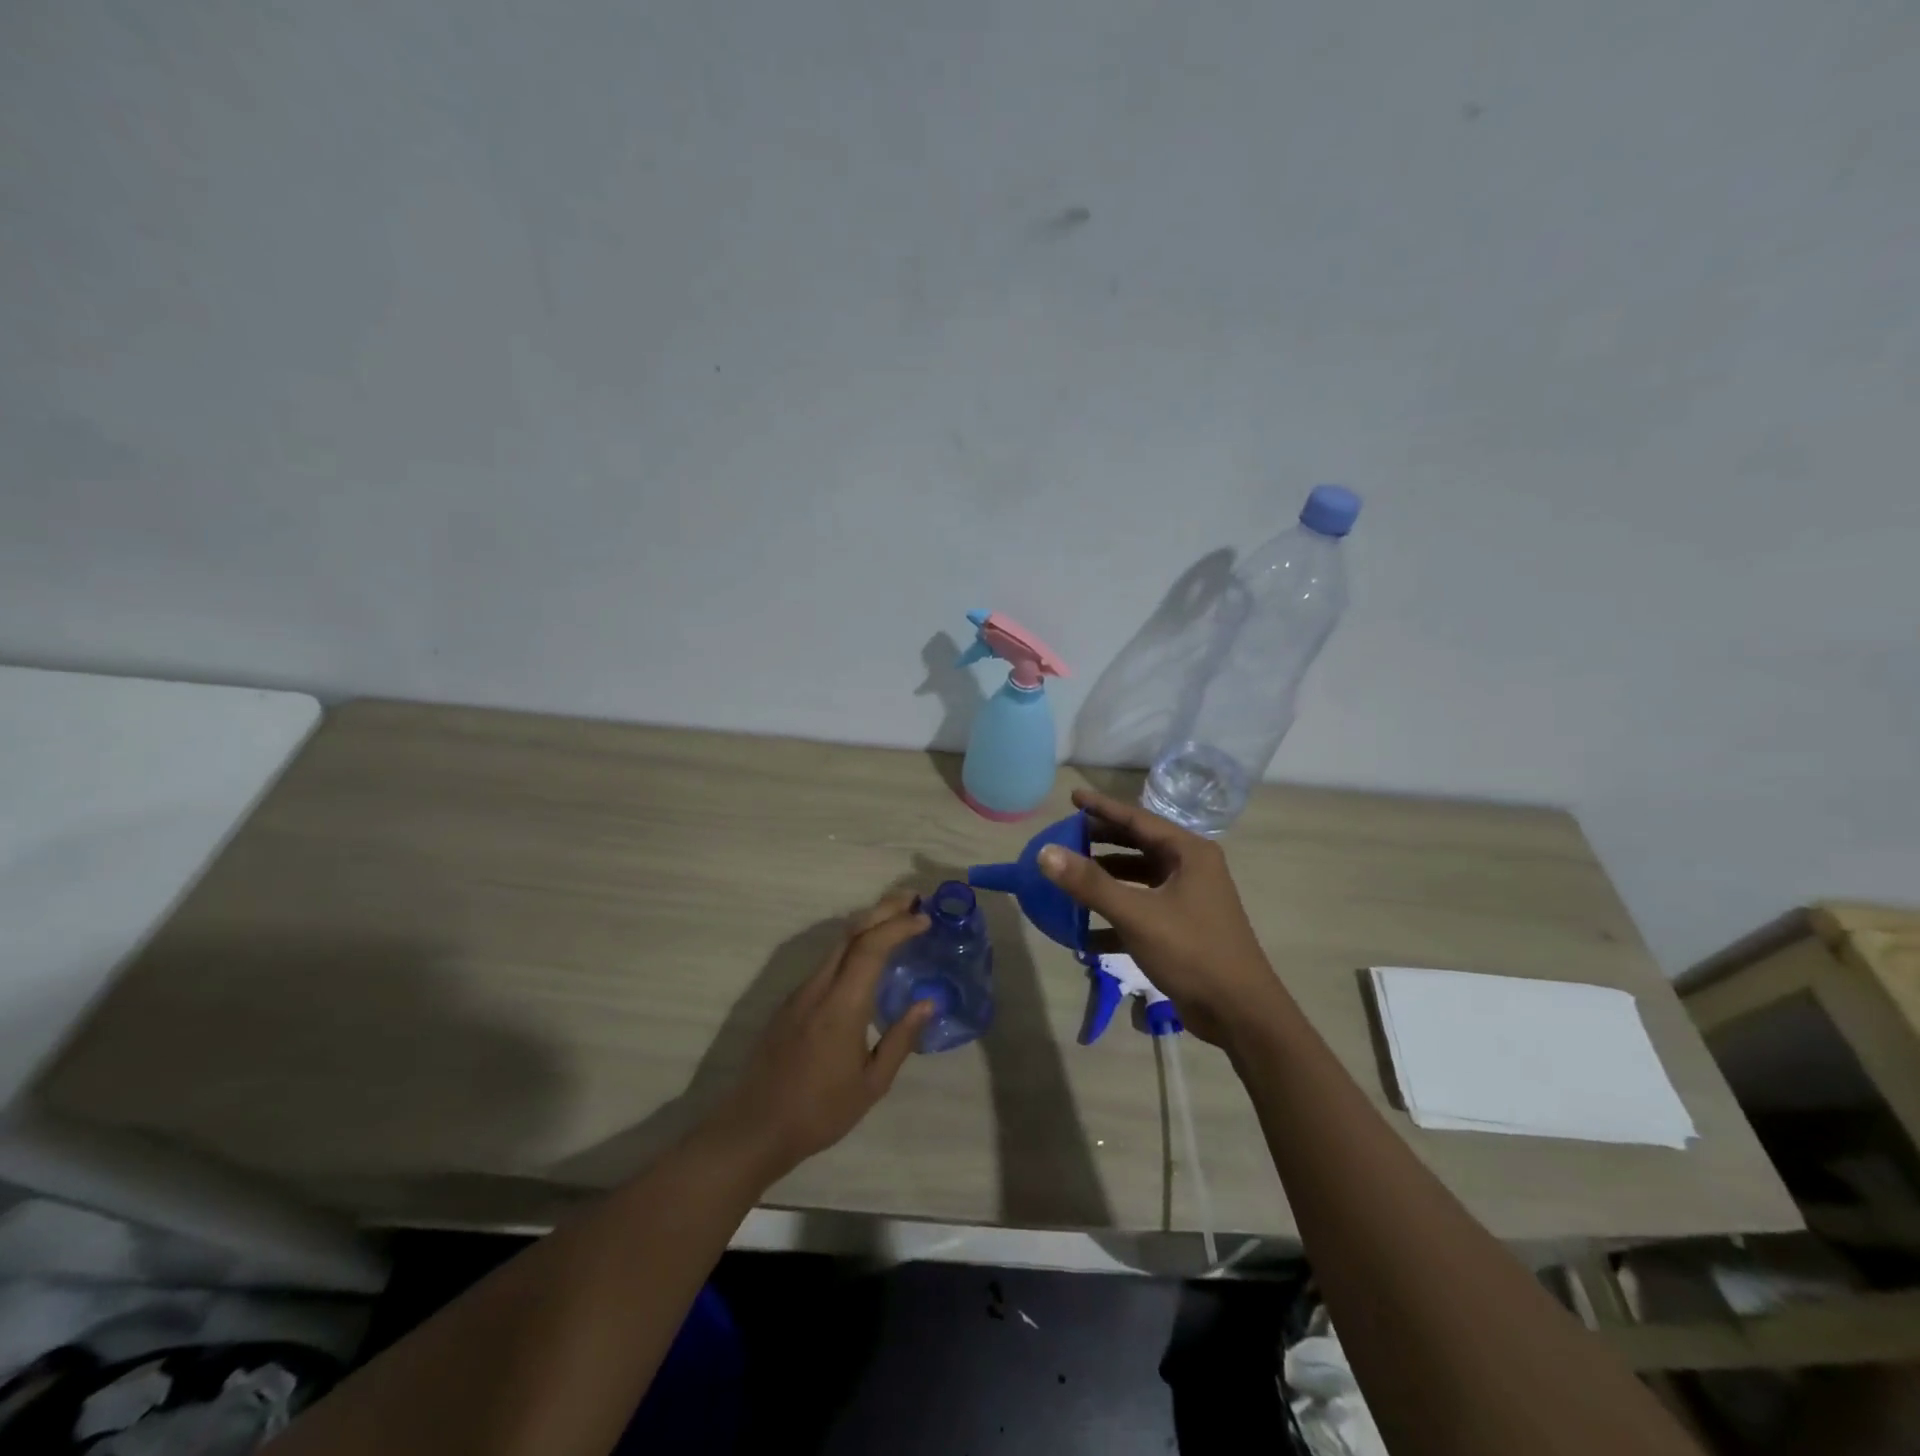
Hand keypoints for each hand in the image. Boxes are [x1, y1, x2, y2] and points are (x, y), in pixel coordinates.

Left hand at [707, 892, 934, 1180]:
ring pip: (836, 945)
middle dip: (882, 911)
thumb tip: (927, 1002)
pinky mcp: (790, 1002)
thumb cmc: (820, 1112)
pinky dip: (851, 946)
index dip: (898, 927)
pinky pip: (826, 962)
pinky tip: (866, 956)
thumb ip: (901, 1039)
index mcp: (842, 1006)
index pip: (871, 948)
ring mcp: (800, 993)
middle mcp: (818, 988)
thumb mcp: (872, 1084)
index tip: (924, 920)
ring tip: (896, 921)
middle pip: (851, 934)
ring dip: (867, 925)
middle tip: (913, 901)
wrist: (755, 1127)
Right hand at [1038, 787, 1281, 1046]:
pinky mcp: (1180, 928)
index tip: (1072, 797)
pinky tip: (1084, 932)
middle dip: (1101, 841)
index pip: (1137, 818)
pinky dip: (1114, 915)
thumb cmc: (1192, 951)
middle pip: (1137, 845)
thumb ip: (1090, 883)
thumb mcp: (1137, 915)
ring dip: (1104, 880)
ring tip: (1068, 879)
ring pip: (1137, 879)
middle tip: (1065, 836)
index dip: (1102, 807)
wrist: (1240, 1013)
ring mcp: (1187, 899)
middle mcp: (1190, 869)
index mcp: (1188, 853)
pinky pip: (1140, 910)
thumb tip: (1045, 853)